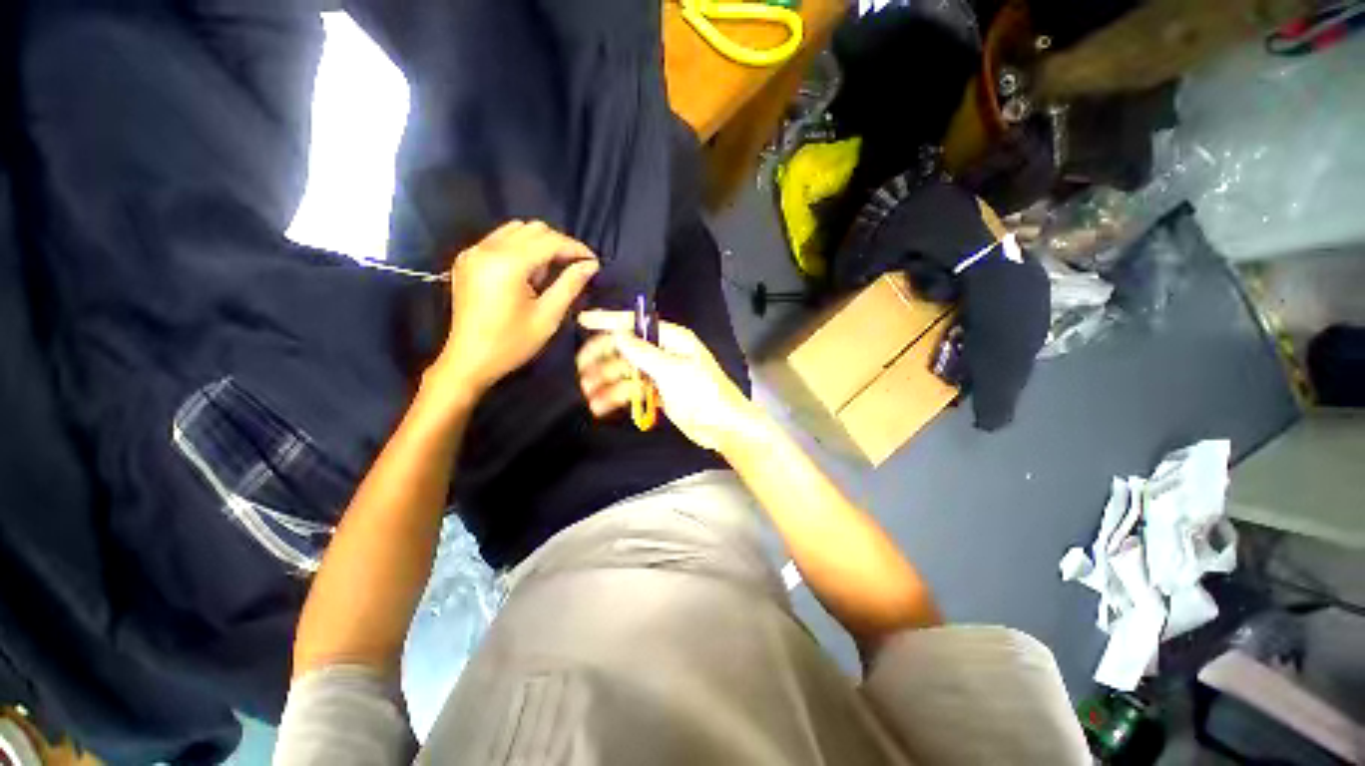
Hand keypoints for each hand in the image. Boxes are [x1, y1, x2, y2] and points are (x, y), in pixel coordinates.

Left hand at [432, 221, 598, 394]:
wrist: (469, 360)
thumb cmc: (512, 343)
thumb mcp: (548, 317)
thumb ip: (570, 285)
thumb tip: (590, 265)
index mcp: (507, 264)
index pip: (549, 241)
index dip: (575, 248)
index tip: (593, 262)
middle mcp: (487, 249)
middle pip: (532, 229)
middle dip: (558, 244)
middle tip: (574, 268)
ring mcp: (473, 252)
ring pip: (515, 230)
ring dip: (539, 245)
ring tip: (549, 273)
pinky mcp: (467, 260)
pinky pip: (499, 240)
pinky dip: (520, 248)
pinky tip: (527, 273)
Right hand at [576, 310, 762, 451]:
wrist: (722, 426)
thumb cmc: (702, 394)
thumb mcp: (672, 371)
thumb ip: (643, 353)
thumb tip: (618, 334)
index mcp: (672, 339)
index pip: (635, 324)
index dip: (608, 321)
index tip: (583, 321)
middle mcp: (663, 352)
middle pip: (626, 349)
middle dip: (603, 358)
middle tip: (581, 369)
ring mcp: (660, 373)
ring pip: (626, 371)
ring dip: (606, 380)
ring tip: (587, 393)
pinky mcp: (658, 392)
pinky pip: (633, 389)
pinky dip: (617, 396)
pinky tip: (601, 406)